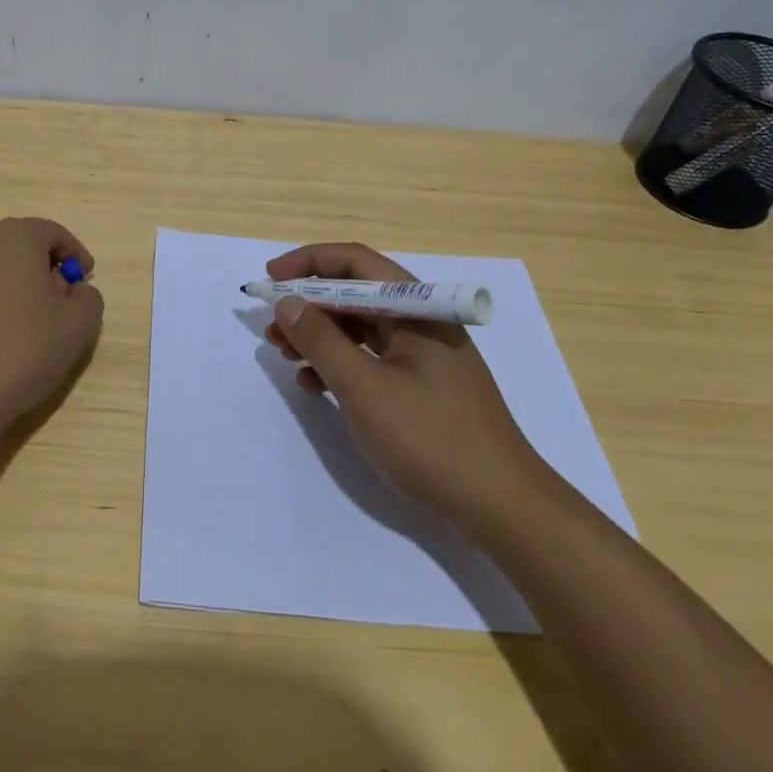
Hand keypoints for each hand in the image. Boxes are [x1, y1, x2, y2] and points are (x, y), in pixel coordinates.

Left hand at [0, 218, 104, 437]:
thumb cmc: (21, 350)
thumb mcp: (78, 326)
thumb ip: (88, 298)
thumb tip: (75, 292)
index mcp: (13, 236)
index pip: (53, 233)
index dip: (75, 255)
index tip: (84, 281)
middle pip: (21, 247)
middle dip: (45, 270)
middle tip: (61, 305)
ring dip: (16, 287)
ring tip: (29, 326)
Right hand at [263, 242, 547, 536]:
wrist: (502, 509)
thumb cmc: (431, 439)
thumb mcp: (364, 388)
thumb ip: (321, 341)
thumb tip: (287, 302)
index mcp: (417, 309)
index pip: (356, 263)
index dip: (308, 262)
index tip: (270, 279)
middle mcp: (422, 322)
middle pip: (357, 294)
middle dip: (309, 304)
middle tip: (272, 325)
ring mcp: (424, 356)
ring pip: (361, 328)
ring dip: (320, 336)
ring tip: (284, 354)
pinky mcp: (423, 386)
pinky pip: (372, 359)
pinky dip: (341, 365)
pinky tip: (315, 385)